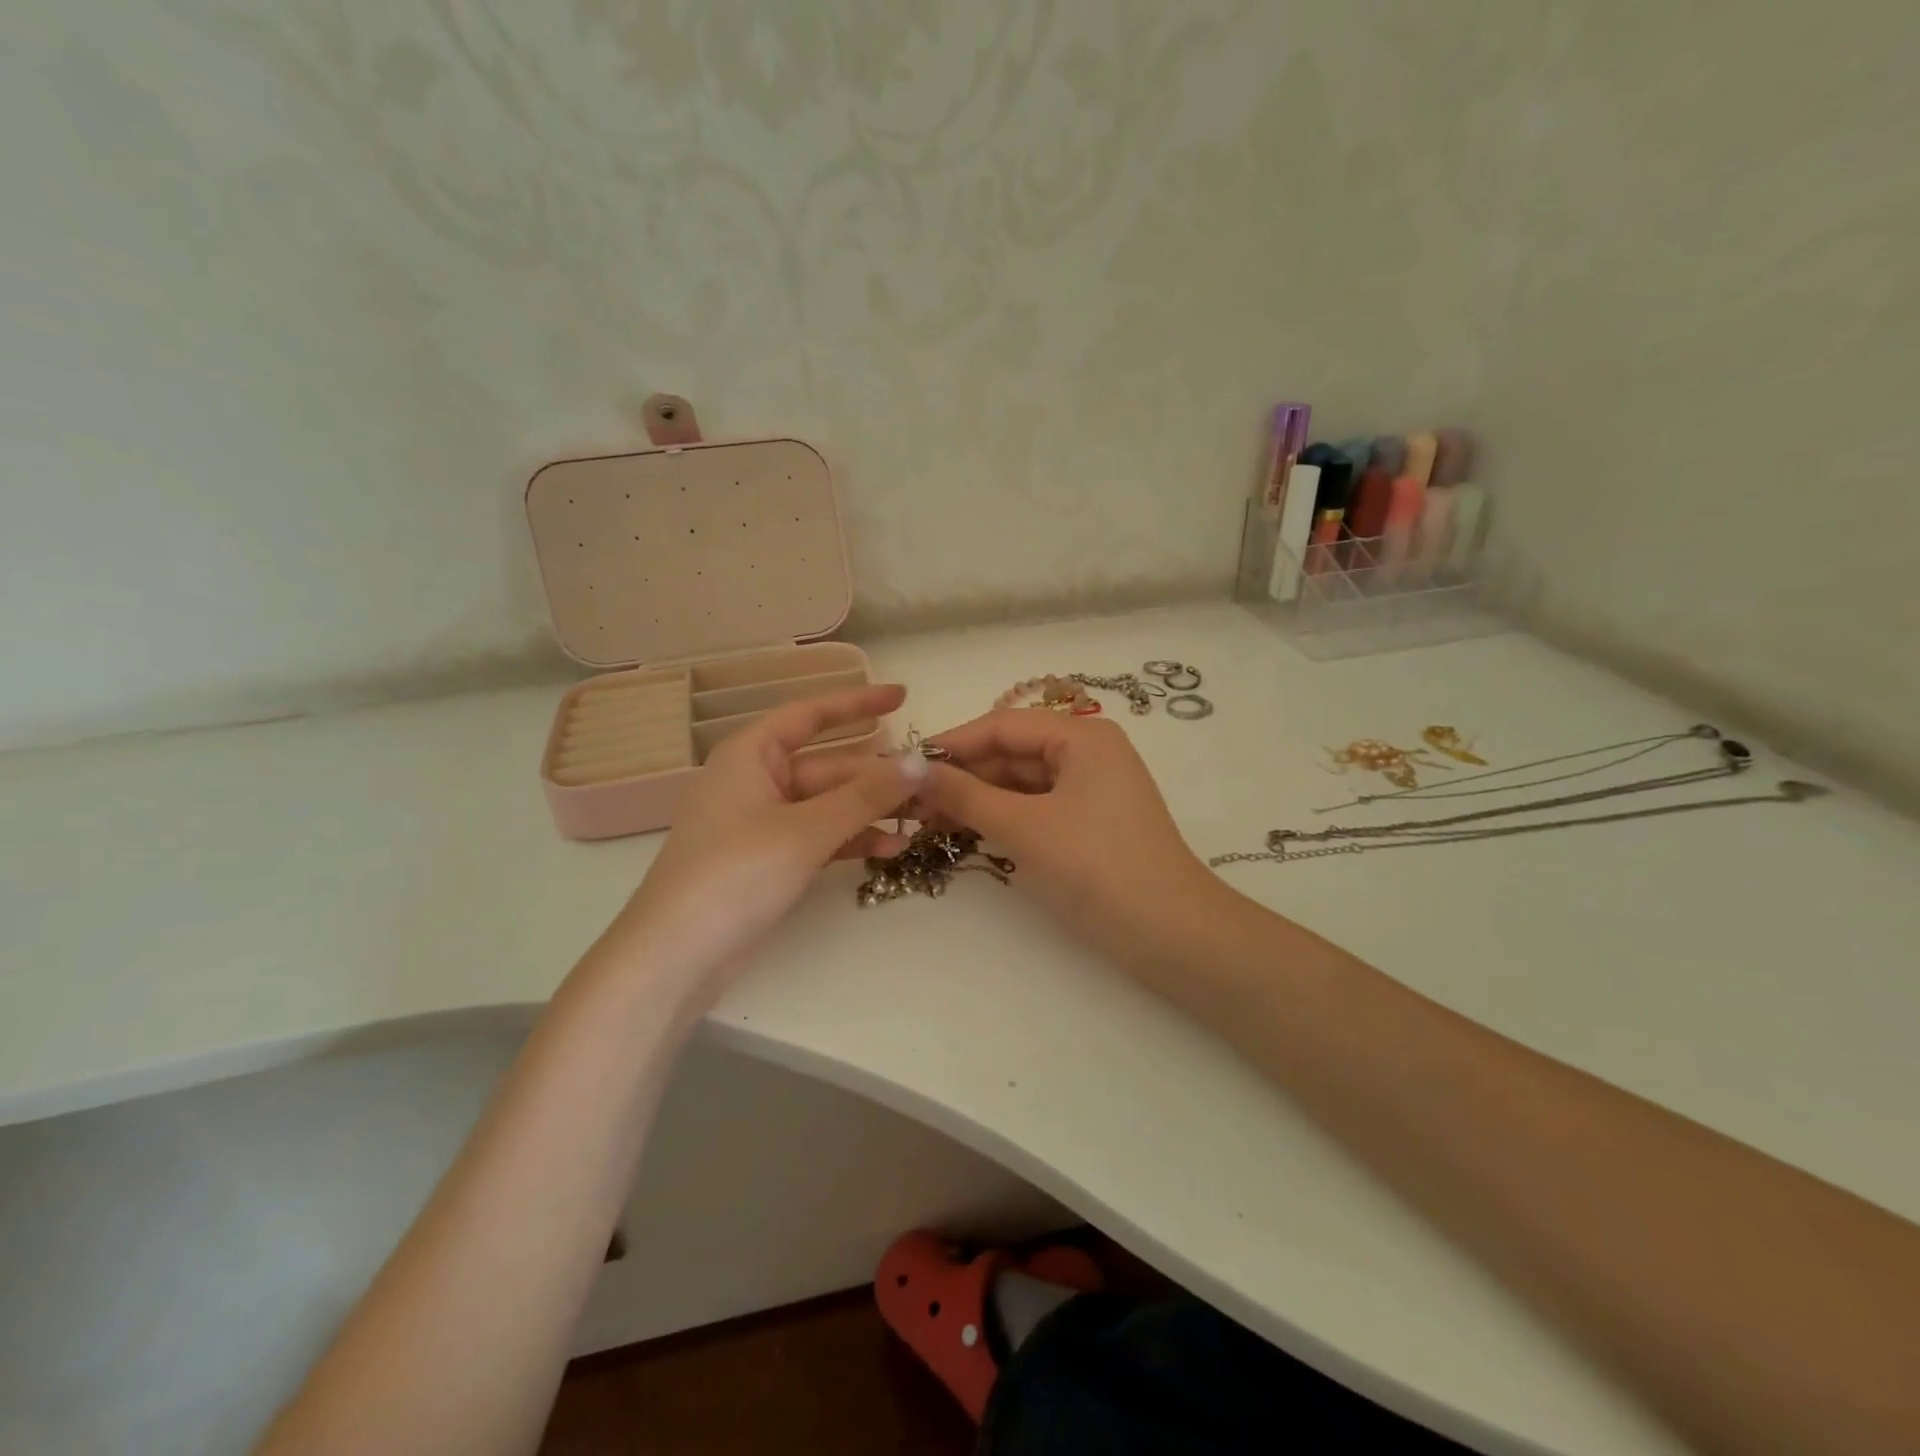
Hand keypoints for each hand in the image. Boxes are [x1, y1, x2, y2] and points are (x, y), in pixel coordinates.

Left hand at [608, 684, 924, 1002]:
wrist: (675, 956)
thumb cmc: (734, 875)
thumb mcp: (806, 830)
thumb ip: (866, 796)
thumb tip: (921, 761)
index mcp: (751, 755)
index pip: (811, 714)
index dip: (858, 702)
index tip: (903, 697)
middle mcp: (757, 780)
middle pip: (828, 766)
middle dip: (877, 775)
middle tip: (931, 783)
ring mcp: (763, 822)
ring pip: (828, 804)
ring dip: (871, 811)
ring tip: (922, 819)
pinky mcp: (769, 859)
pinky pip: (819, 836)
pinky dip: (852, 840)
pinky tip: (892, 849)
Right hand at [912, 710, 1222, 968]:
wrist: (1170, 934)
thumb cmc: (1096, 867)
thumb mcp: (1024, 827)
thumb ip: (965, 796)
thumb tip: (911, 770)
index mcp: (1082, 736)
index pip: (1002, 726)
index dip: (952, 744)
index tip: (904, 765)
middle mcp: (1089, 752)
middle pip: (1012, 752)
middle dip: (964, 776)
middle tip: (911, 801)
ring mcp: (1092, 789)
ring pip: (1023, 782)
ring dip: (979, 799)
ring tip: (929, 820)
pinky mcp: (1091, 823)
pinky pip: (1038, 807)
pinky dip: (1004, 817)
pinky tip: (968, 831)